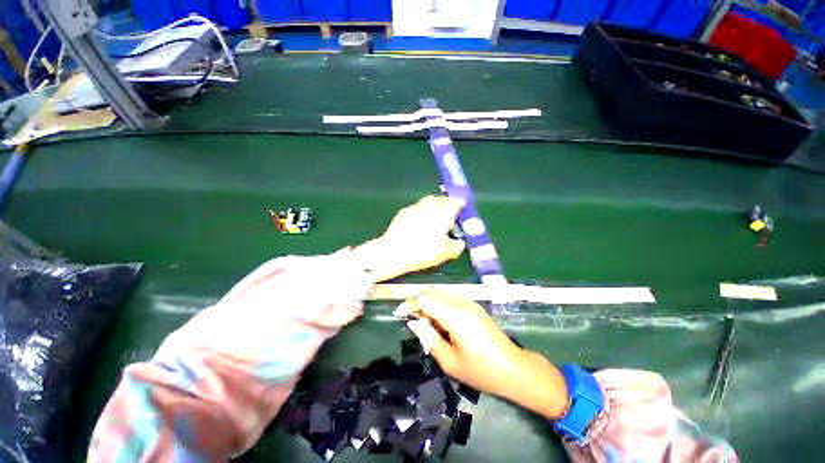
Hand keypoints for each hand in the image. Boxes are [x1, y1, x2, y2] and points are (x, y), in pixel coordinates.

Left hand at [352, 196, 465, 282]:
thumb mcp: (445, 253)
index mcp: (443, 213)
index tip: (461, 206)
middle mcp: (430, 206)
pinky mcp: (403, 212)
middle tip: (447, 212)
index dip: (459, 204)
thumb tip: (460, 242)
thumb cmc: (424, 251)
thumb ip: (457, 246)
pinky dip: (420, 212)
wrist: (394, 252)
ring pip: (427, 202)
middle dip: (445, 203)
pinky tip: (418, 222)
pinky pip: (416, 208)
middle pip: (440, 199)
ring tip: (433, 217)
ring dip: (432, 206)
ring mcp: (414, 207)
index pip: (455, 202)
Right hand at [396, 289, 568, 419]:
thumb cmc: (481, 370)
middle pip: (432, 292)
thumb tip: (414, 323)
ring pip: (440, 293)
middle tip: (411, 320)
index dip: (409, 304)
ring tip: (424, 322)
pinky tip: (439, 321)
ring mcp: (469, 302)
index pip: (425, 299)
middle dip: (417, 302)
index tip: (398, 314)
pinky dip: (438, 304)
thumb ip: (429, 338)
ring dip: (428, 302)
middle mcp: (461, 303)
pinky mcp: (473, 306)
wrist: (514, 368)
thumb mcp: (450, 362)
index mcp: (455, 316)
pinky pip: (450, 297)